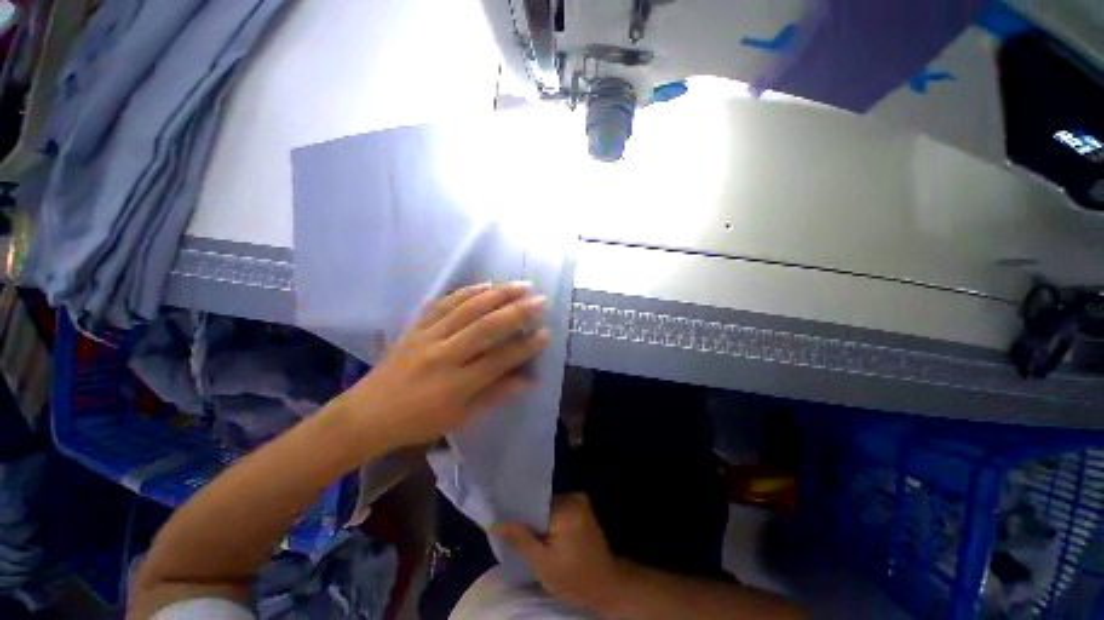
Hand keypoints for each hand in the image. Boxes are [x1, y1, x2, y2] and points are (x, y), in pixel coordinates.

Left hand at [340, 282, 548, 448]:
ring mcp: (427, 336)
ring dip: (497, 294)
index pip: (499, 360)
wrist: (366, 414)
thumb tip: (528, 379)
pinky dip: (467, 291)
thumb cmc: (417, 422)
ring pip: (467, 308)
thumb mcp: (460, 418)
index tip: (546, 333)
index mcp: (455, 384)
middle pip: (485, 327)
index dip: (525, 346)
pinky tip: (486, 284)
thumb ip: (495, 395)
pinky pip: (443, 303)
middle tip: (540, 300)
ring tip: (520, 285)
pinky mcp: (415, 326)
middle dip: (517, 311)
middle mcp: (443, 355)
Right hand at [499, 494, 622, 612]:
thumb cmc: (574, 579)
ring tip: (525, 536)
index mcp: (567, 506)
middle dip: (529, 519)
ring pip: (549, 507)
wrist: (606, 587)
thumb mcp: (542, 564)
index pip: (534, 502)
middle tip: (513, 534)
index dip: (518, 514)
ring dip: (539, 521)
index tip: (502, 522)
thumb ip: (520, 539)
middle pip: (541, 504)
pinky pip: (558, 510)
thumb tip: (495, 522)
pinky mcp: (582, 509)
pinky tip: (542, 536)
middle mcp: (575, 497)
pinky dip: (549, 522)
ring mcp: (580, 502)